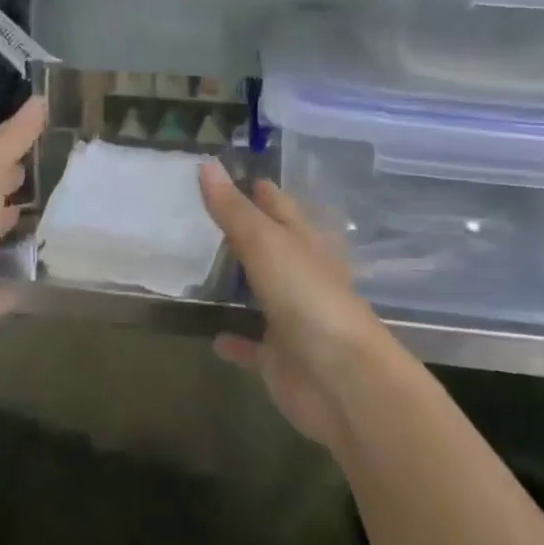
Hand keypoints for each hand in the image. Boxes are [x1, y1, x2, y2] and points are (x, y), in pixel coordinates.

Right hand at [198, 162, 392, 450]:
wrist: (343, 381)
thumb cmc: (307, 298)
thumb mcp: (265, 243)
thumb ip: (233, 209)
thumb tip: (205, 163)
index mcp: (303, 242)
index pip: (278, 205)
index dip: (256, 188)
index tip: (225, 171)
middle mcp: (299, 275)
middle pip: (268, 246)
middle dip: (242, 231)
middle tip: (201, 214)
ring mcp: (291, 318)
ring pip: (260, 292)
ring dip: (238, 282)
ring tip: (199, 267)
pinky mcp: (280, 359)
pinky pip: (252, 346)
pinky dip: (236, 341)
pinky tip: (213, 336)